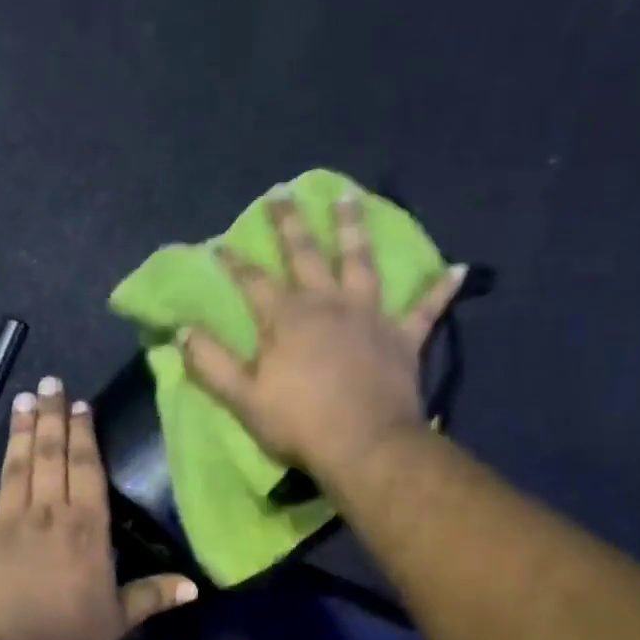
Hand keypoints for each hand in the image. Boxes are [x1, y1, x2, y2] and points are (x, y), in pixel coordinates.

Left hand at [0, 377, 196, 639]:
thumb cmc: (69, 639)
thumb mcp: (120, 619)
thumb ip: (154, 595)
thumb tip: (195, 586)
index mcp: (87, 527)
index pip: (87, 468)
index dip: (84, 433)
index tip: (80, 404)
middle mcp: (48, 512)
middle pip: (51, 455)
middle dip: (52, 416)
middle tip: (49, 381)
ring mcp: (7, 519)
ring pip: (15, 464)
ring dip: (20, 429)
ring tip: (22, 397)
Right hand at [181, 188, 468, 482]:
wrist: (364, 446)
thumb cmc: (298, 423)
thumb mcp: (242, 397)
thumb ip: (211, 361)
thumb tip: (183, 330)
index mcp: (287, 317)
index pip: (253, 281)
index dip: (234, 263)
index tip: (218, 244)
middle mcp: (328, 303)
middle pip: (305, 255)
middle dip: (290, 224)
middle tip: (282, 193)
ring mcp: (370, 316)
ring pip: (360, 262)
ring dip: (353, 228)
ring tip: (349, 197)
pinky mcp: (403, 337)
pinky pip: (425, 308)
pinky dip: (440, 289)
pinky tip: (457, 268)